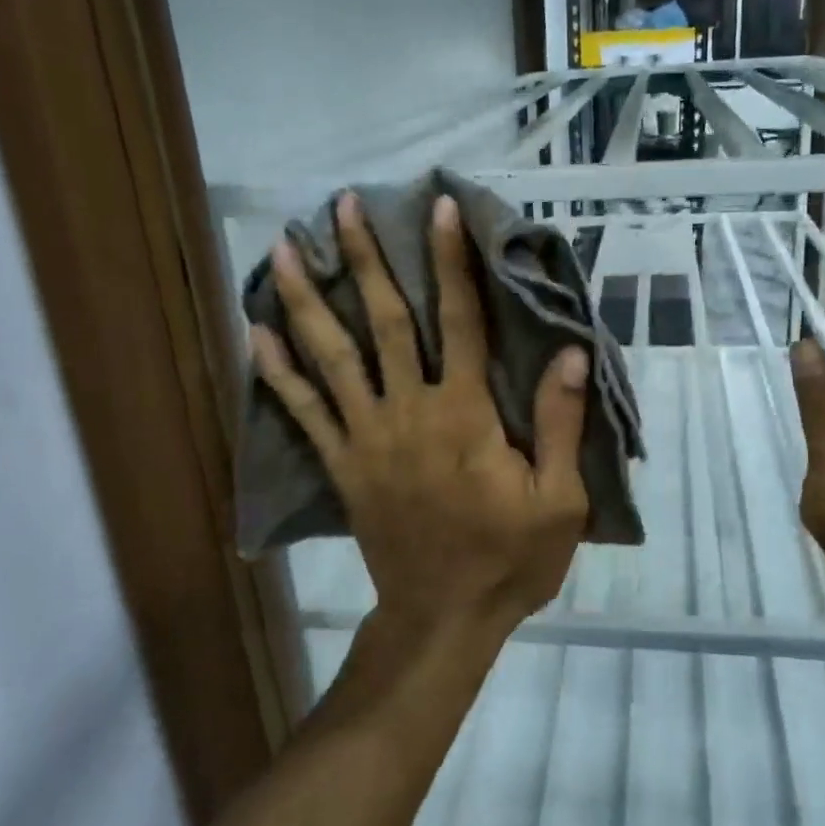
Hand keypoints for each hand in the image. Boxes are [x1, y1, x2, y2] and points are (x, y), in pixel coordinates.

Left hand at [250, 192, 590, 644]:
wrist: (442, 619)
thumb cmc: (508, 559)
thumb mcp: (559, 500)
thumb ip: (560, 423)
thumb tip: (569, 351)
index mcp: (465, 415)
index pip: (462, 321)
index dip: (452, 262)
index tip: (439, 208)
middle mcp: (409, 411)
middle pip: (386, 321)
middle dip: (363, 259)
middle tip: (340, 206)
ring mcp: (367, 437)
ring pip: (332, 356)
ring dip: (305, 299)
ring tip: (280, 249)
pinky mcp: (342, 464)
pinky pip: (303, 411)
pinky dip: (276, 370)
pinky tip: (255, 333)